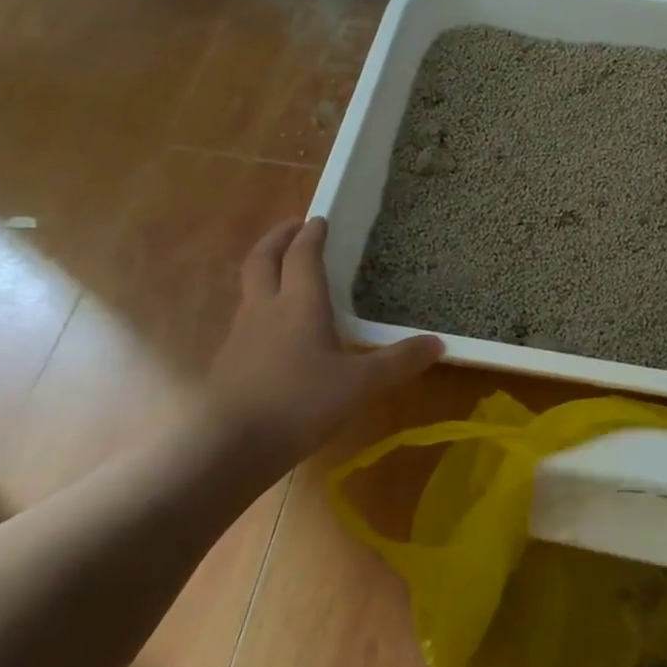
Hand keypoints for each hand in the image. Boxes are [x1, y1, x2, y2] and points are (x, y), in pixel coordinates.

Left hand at [205, 218, 442, 479]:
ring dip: (266, 269)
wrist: (228, 447)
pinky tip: (275, 329)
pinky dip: (261, 306)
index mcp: (299, 304)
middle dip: (278, 238)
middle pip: (263, 259)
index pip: (302, 255)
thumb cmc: (300, 404)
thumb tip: (438, 343)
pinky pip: (246, 318)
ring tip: (285, 272)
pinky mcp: (229, 362)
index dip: (311, 234)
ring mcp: (241, 335)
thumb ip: (398, 362)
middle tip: (294, 226)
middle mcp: (265, 309)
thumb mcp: (360, 385)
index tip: (320, 219)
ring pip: (250, 287)